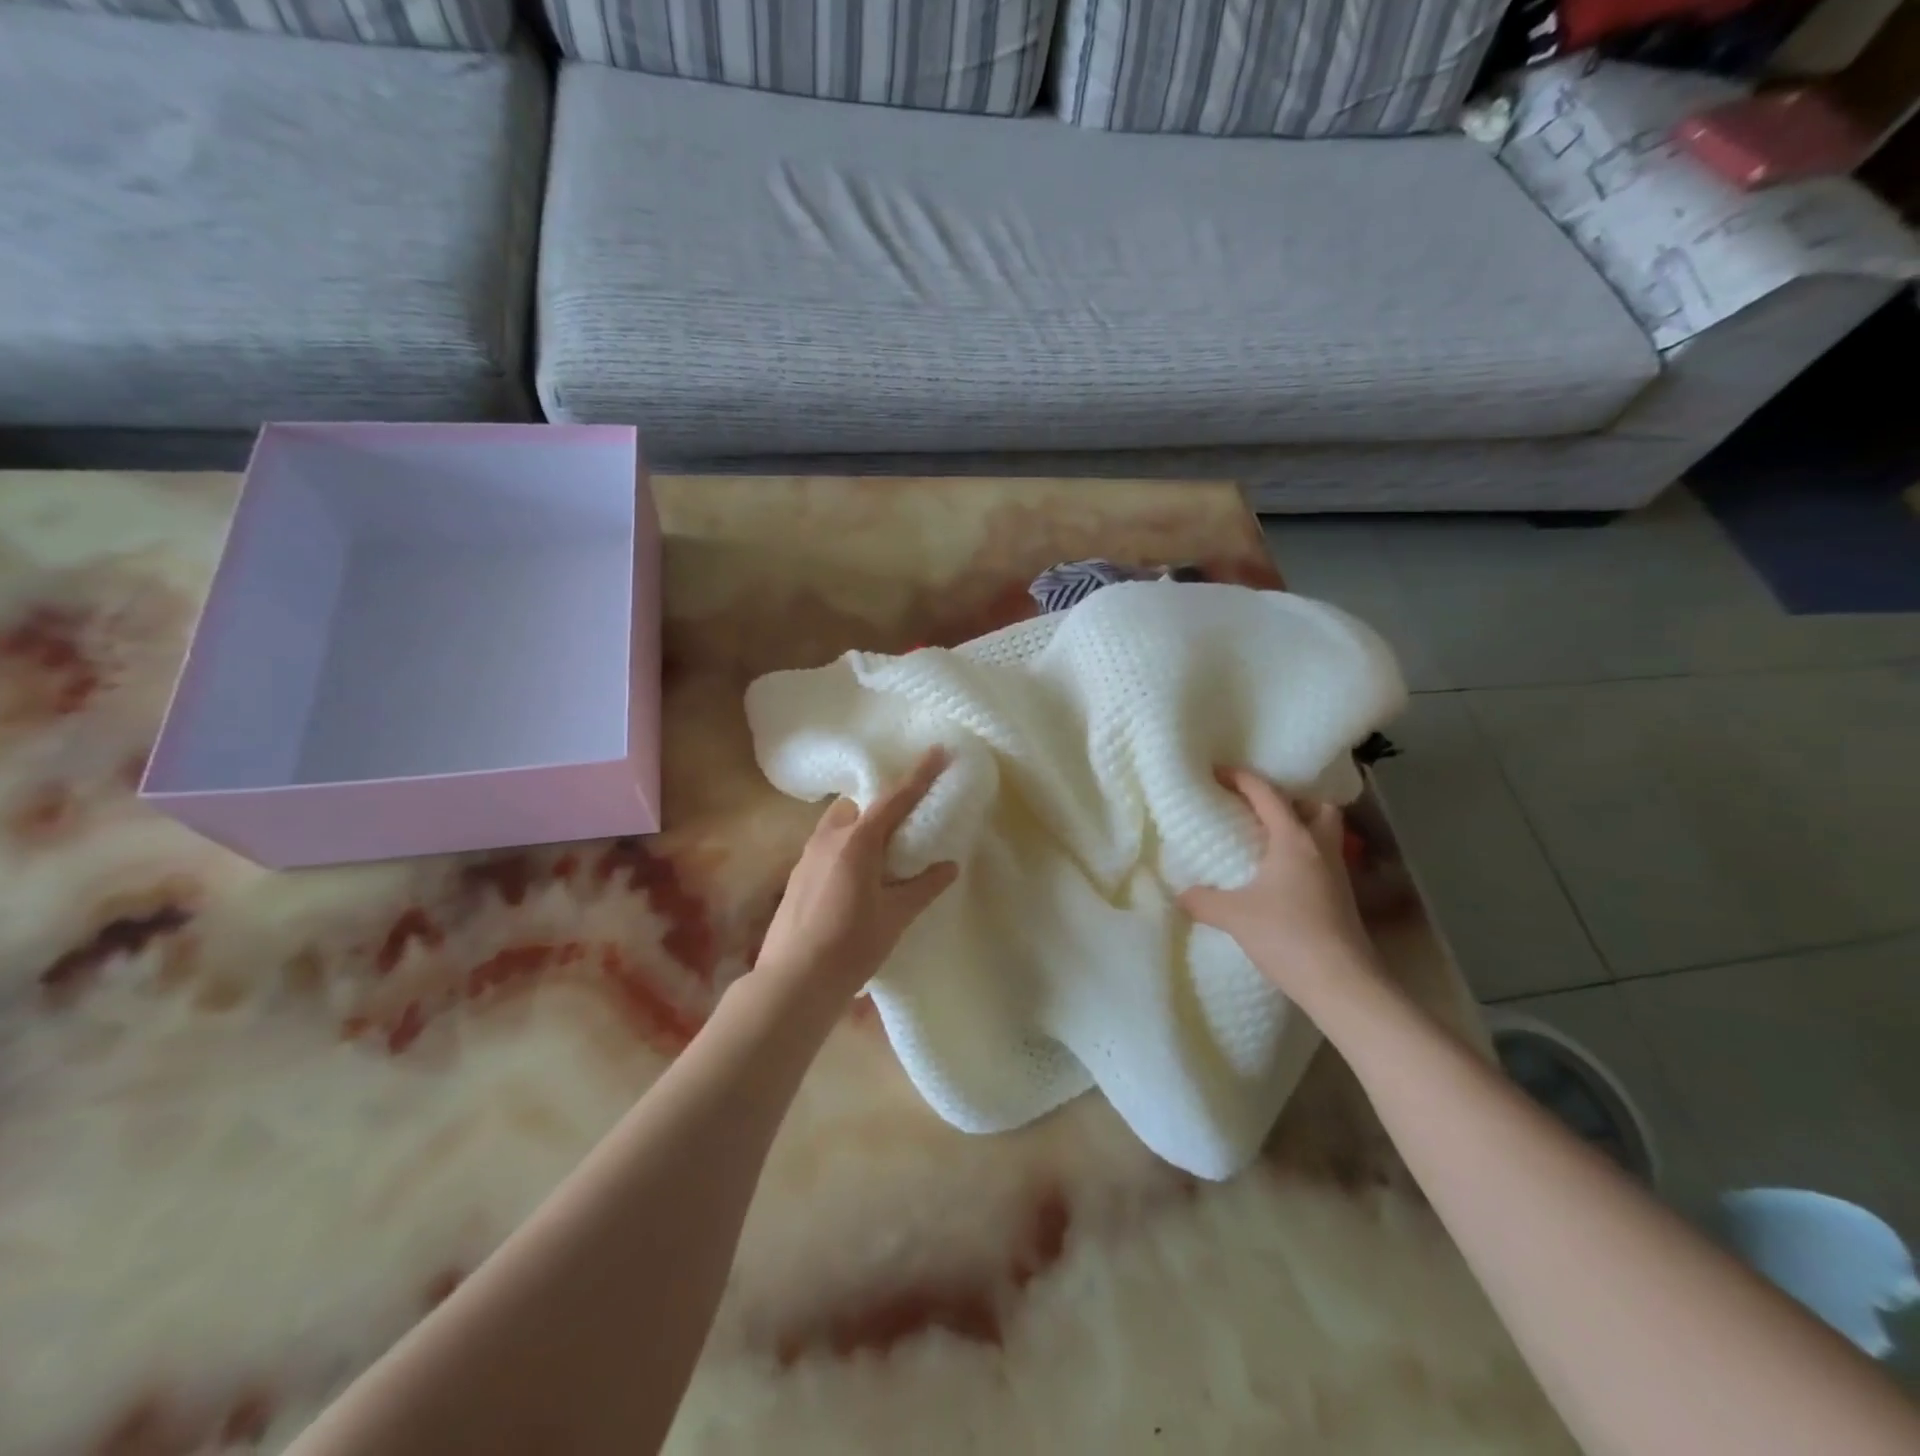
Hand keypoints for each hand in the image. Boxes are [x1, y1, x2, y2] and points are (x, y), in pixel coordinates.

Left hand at [754, 747, 959, 1003]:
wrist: (793, 981)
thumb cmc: (851, 946)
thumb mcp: (896, 917)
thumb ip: (924, 887)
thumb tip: (949, 866)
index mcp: (857, 841)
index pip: (894, 798)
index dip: (919, 774)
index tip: (938, 749)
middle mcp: (828, 838)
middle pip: (859, 805)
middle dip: (883, 802)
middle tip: (908, 815)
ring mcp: (807, 855)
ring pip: (840, 823)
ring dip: (863, 824)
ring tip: (884, 848)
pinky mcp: (798, 875)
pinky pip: (828, 843)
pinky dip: (848, 844)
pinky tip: (858, 873)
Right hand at [1178, 768, 1380, 1006]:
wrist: (1342, 983)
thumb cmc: (1288, 936)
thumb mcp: (1234, 916)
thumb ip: (1204, 900)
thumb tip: (1181, 893)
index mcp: (1294, 840)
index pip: (1267, 795)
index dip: (1242, 778)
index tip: (1217, 772)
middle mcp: (1320, 848)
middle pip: (1316, 807)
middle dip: (1291, 800)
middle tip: (1259, 810)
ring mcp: (1336, 874)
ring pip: (1322, 835)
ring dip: (1298, 829)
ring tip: (1264, 842)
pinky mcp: (1341, 899)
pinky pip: (1320, 861)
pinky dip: (1300, 858)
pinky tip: (1277, 879)